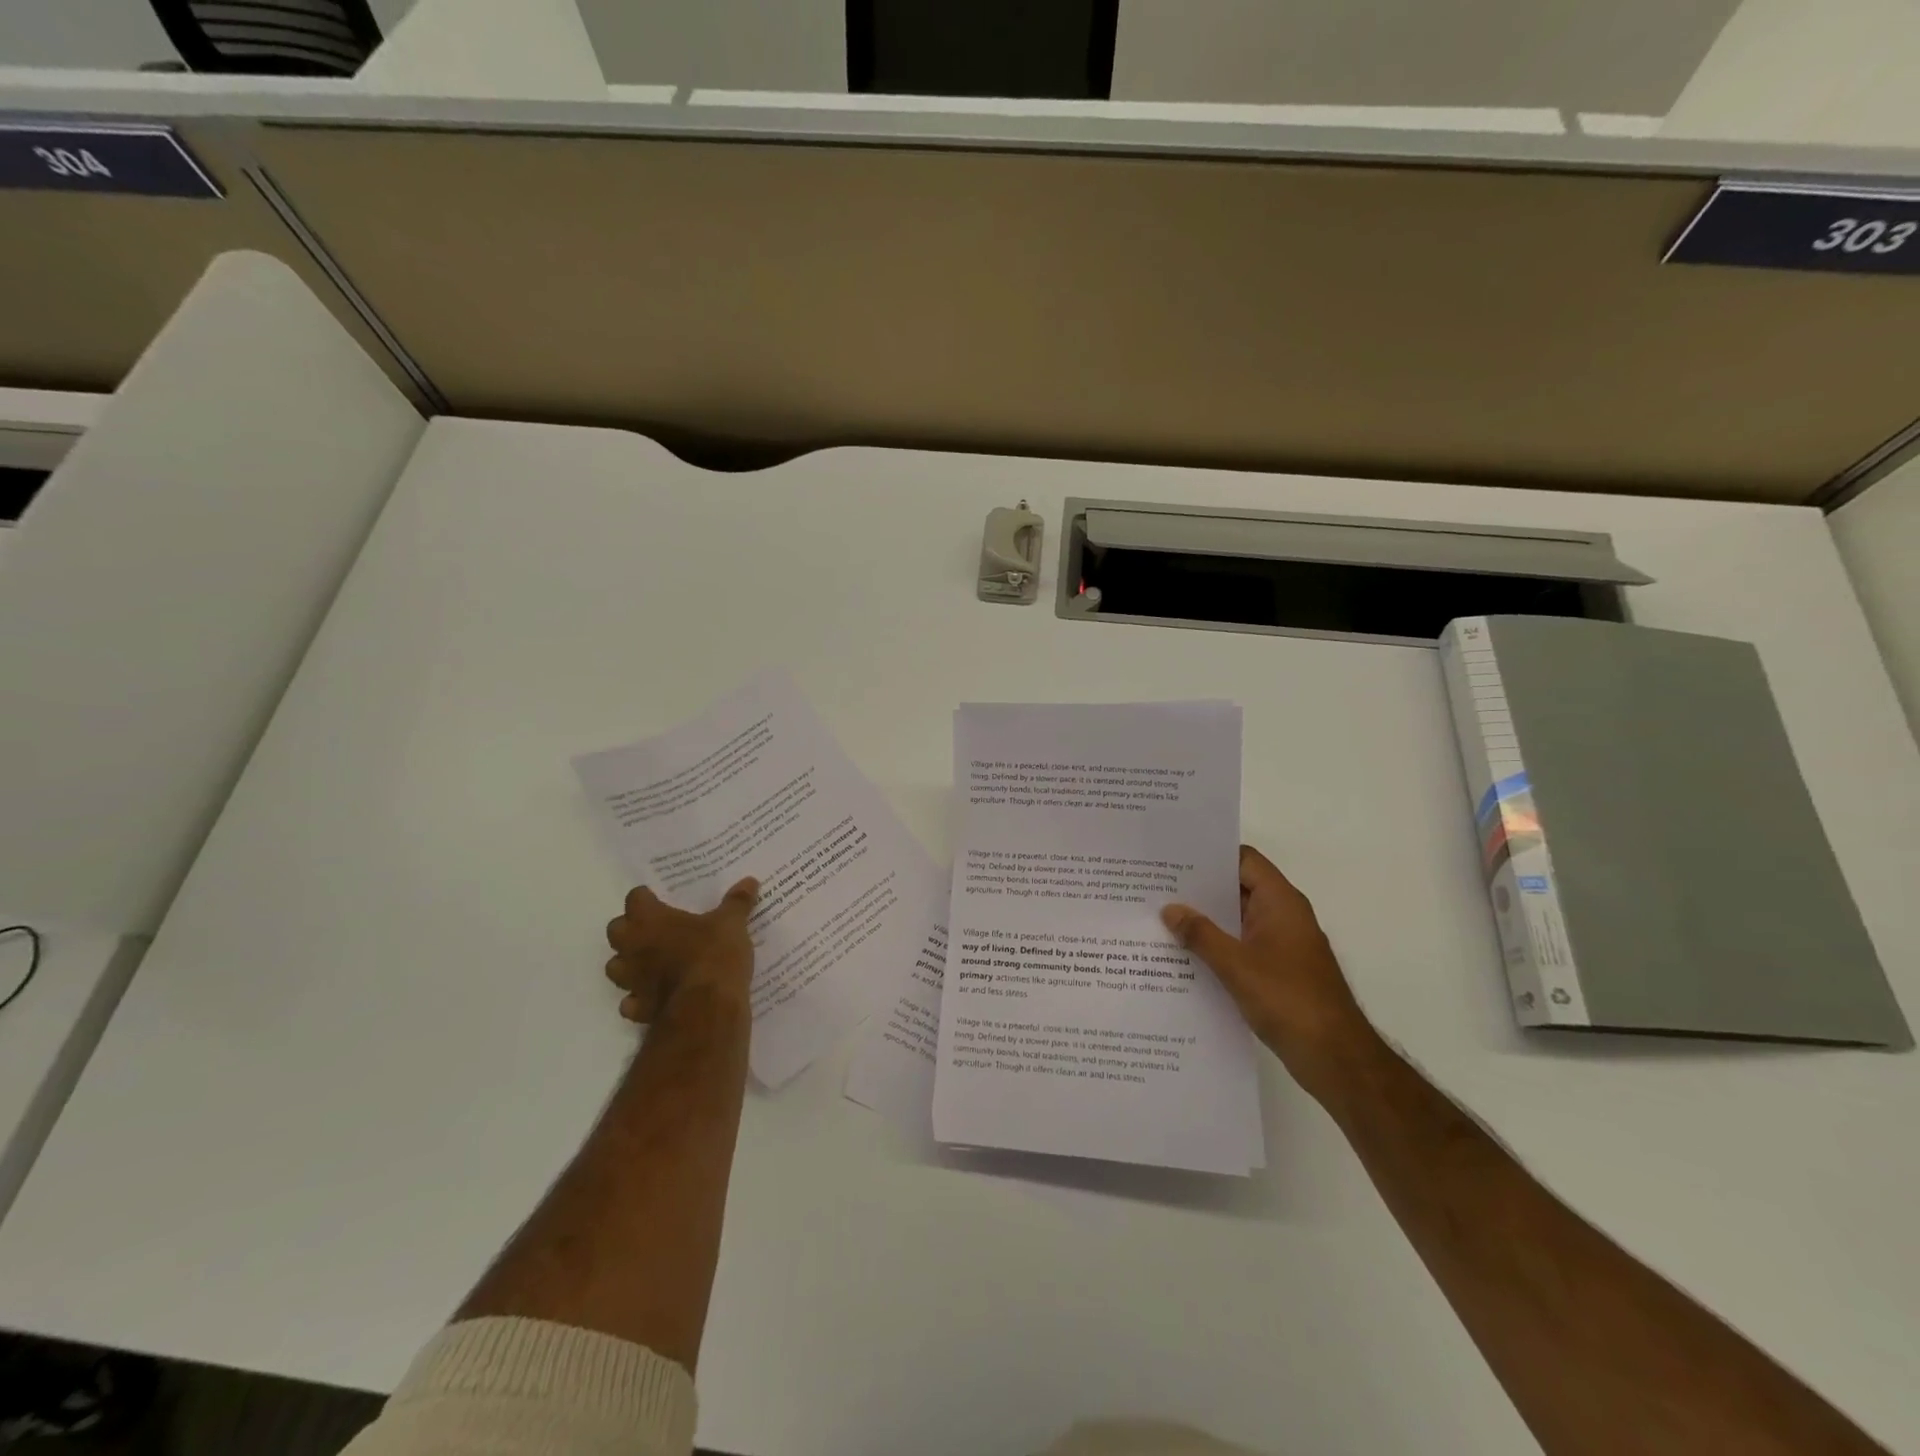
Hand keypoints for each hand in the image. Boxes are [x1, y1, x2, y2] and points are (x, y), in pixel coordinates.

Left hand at [605, 877, 758, 1023]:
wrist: (706, 1008)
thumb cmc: (713, 954)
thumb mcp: (732, 923)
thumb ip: (737, 902)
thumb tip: (750, 881)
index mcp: (650, 920)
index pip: (635, 898)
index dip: (646, 897)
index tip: (659, 898)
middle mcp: (633, 947)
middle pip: (616, 931)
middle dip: (629, 929)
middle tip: (654, 928)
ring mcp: (632, 980)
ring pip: (615, 967)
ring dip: (627, 963)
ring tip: (649, 962)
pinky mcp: (639, 1008)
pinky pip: (630, 1002)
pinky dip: (637, 999)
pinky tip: (652, 996)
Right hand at [1162, 845, 1376, 1101]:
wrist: (1335, 1058)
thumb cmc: (1288, 1000)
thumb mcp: (1236, 965)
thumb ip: (1201, 934)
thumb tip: (1170, 908)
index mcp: (1280, 902)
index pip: (1244, 860)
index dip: (1211, 856)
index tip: (1174, 858)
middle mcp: (1284, 916)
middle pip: (1239, 888)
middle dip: (1200, 889)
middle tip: (1157, 888)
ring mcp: (1283, 944)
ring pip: (1238, 920)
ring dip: (1207, 920)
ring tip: (1162, 919)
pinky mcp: (1279, 971)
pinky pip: (1243, 945)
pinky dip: (1218, 946)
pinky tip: (1185, 956)